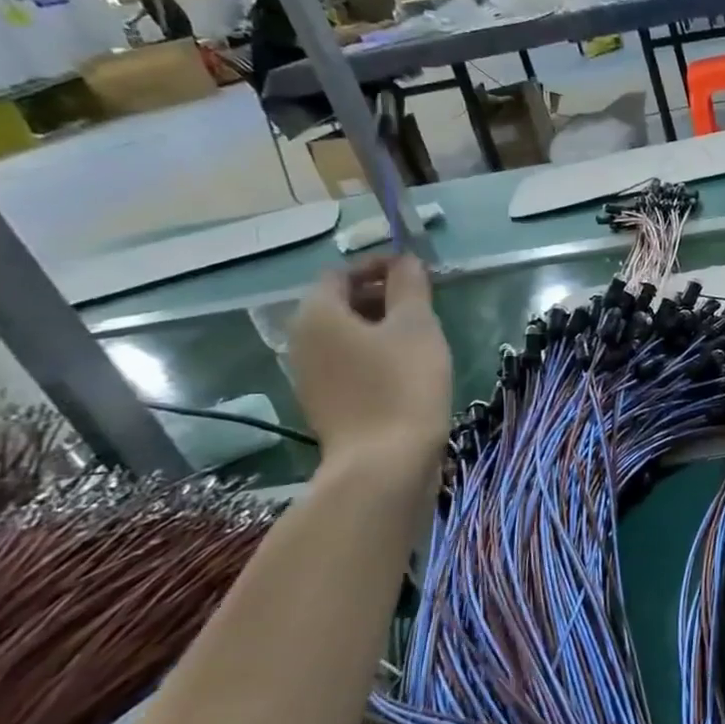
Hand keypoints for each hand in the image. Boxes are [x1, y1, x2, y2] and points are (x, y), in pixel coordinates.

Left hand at [288, 258, 450, 465]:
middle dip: (379, 296)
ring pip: (344, 336)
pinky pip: (346, 363)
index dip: (378, 266)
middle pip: (339, 303)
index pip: (341, 273)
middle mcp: (301, 340)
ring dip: (378, 327)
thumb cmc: (403, 384)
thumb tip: (405, 260)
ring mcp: (308, 376)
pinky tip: (405, 369)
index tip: (416, 272)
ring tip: (420, 336)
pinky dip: (372, 355)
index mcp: (317, 314)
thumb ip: (409, 286)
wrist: (384, 463)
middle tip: (423, 303)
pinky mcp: (324, 403)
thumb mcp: (417, 326)